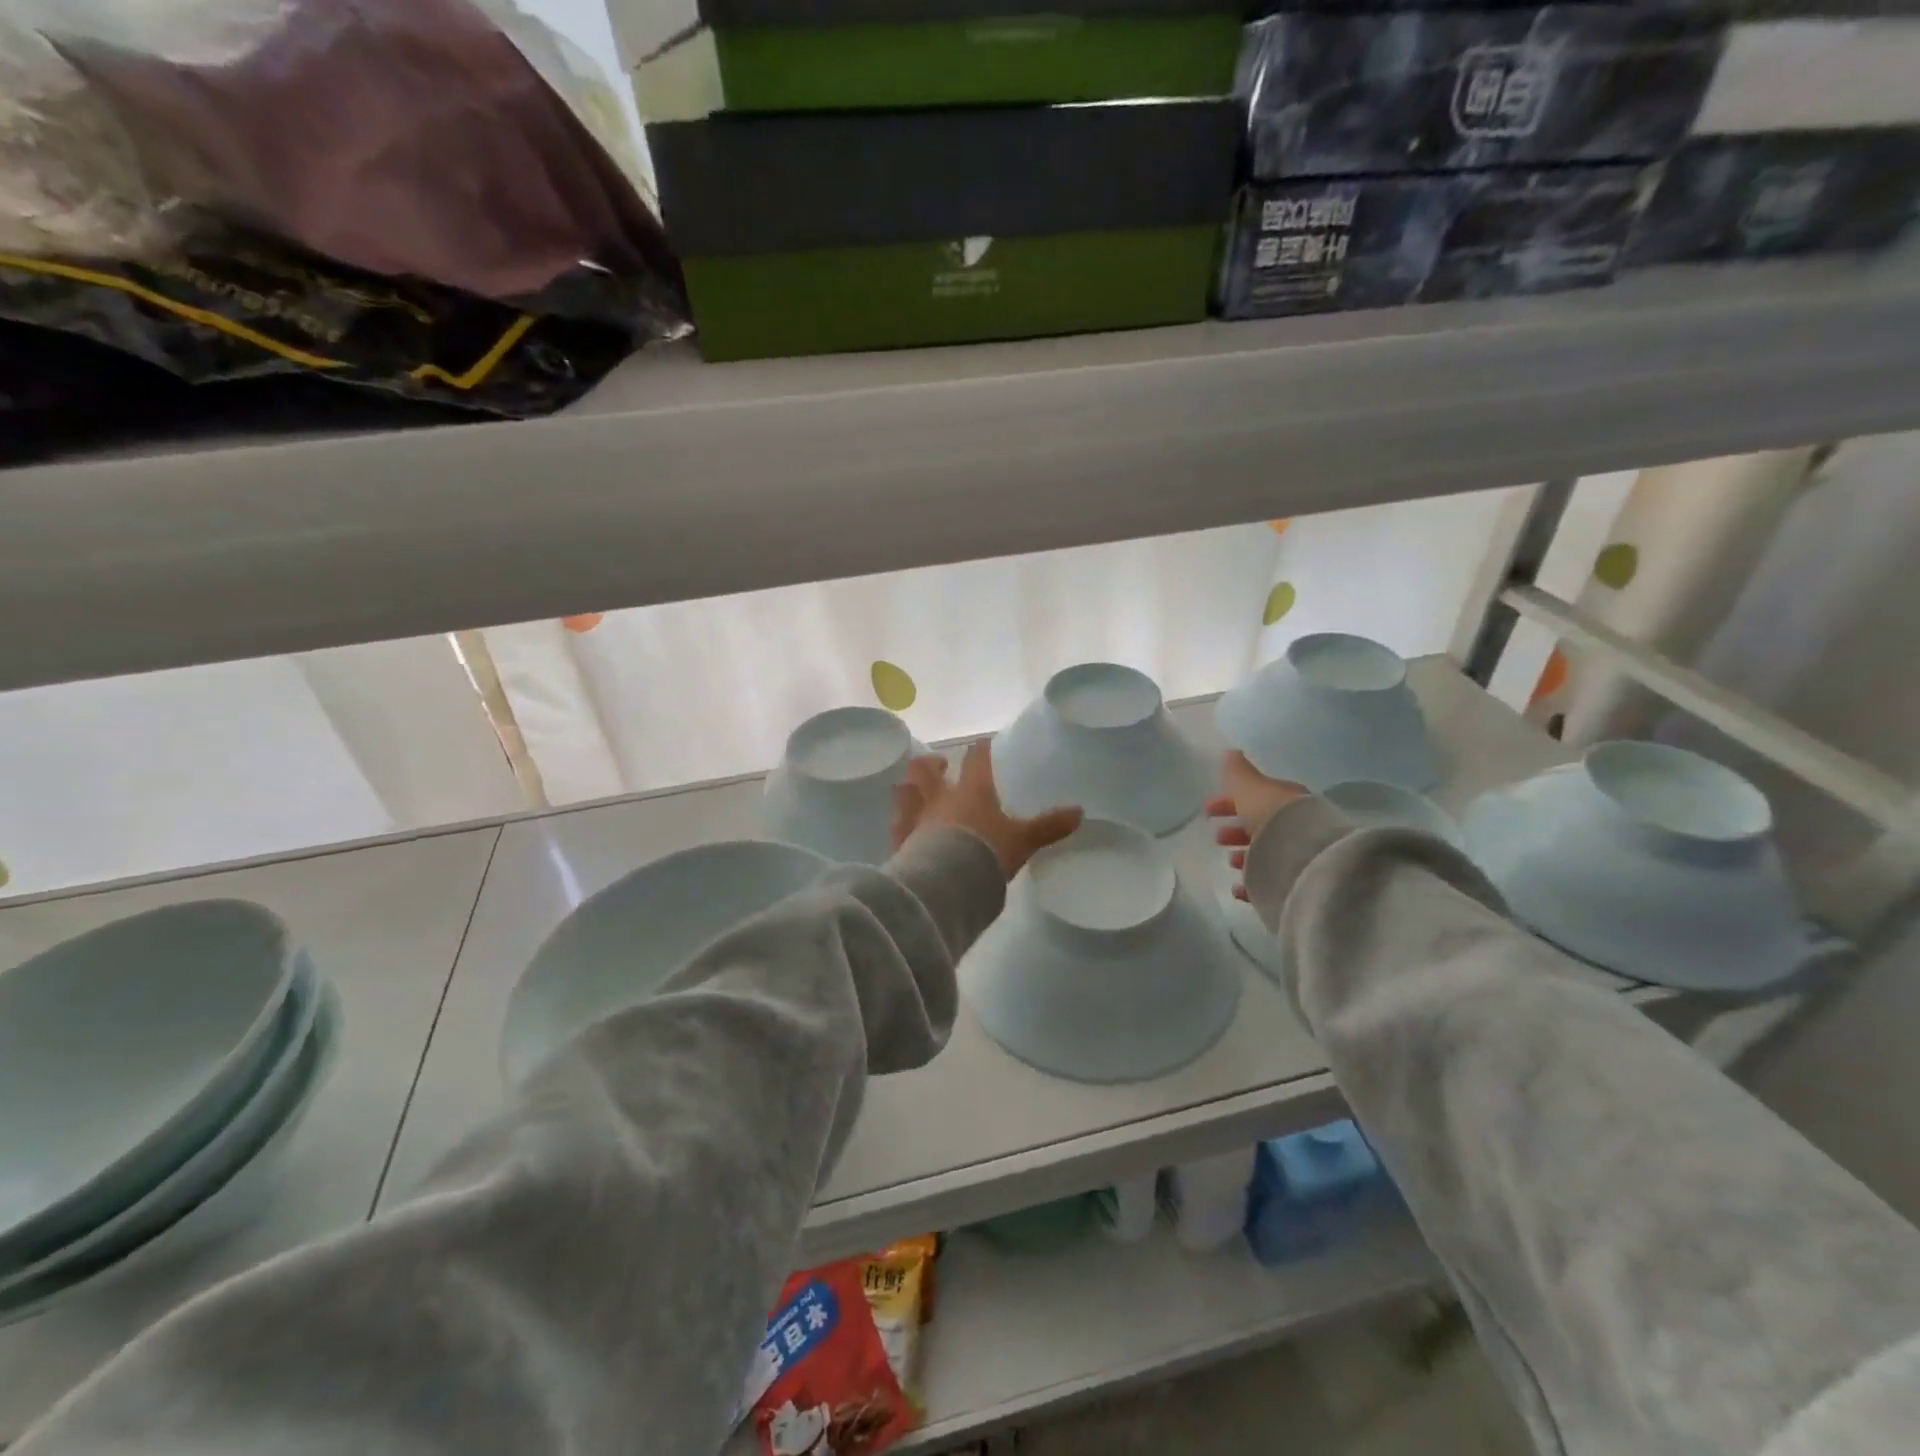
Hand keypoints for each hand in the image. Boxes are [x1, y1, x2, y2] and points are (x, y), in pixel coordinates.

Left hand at [890, 742, 1083, 878]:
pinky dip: (899, 823)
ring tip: (914, 791)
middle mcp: (939, 798)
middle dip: (932, 764)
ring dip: (910, 788)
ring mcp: (915, 819)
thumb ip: (1048, 827)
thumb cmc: (986, 853)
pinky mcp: (899, 843)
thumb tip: (1080, 812)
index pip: (976, 759)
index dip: (980, 750)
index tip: (983, 744)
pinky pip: (896, 826)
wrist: (946, 884)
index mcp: (971, 791)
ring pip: (905, 792)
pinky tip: (901, 827)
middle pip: (927, 769)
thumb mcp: (1023, 841)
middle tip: (939, 765)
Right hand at [1208, 750, 1307, 899]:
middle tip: (1218, 838)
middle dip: (1236, 830)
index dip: (1230, 802)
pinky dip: (1250, 883)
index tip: (1208, 810)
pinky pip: (1268, 882)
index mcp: (1284, 800)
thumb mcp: (1250, 787)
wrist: (1303, 857)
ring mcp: (1295, 855)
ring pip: (1265, 854)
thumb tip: (1230, 752)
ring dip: (1244, 856)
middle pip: (1260, 826)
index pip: (1255, 797)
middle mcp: (1293, 826)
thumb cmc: (1273, 815)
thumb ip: (1237, 772)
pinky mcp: (1293, 882)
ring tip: (1230, 861)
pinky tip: (1238, 887)